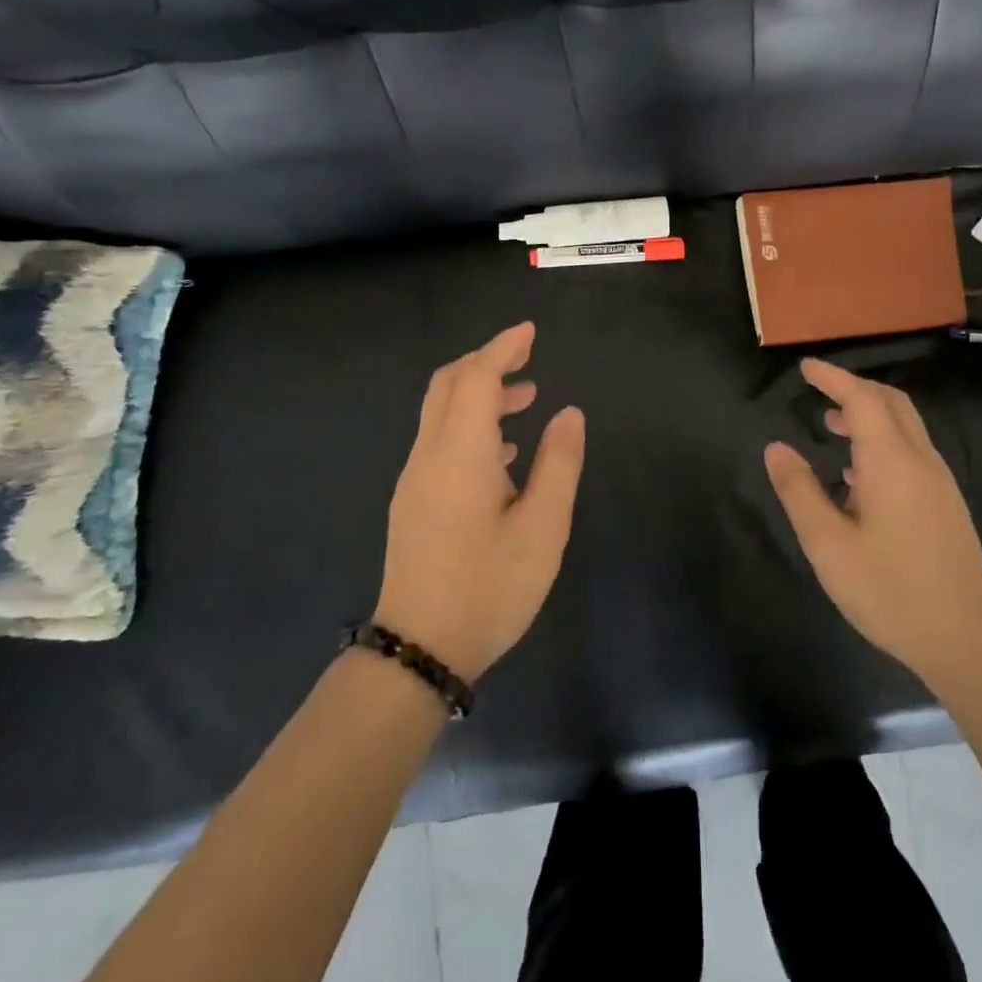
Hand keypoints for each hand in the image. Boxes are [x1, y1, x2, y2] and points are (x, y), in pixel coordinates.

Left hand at [376, 322, 584, 681]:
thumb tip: (569, 413)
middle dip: (487, 361)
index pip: (477, 378)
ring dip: (480, 393)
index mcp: (460, 454)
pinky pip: (439, 439)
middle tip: (527, 357)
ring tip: (527, 400)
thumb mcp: (542, 528)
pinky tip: (503, 452)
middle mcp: (430, 455)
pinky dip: (470, 423)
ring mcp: (415, 479)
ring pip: (441, 411)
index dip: (503, 349)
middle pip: (449, 385)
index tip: (530, 332)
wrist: (419, 650)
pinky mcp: (413, 500)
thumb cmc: (489, 587)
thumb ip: (558, 464)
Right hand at [764, 358, 981, 683]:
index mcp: (891, 461)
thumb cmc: (890, 590)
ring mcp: (938, 483)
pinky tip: (858, 477)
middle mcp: (920, 460)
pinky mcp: (945, 505)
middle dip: (854, 388)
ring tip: (830, 429)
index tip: (805, 368)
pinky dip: (882, 441)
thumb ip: (799, 491)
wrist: (968, 640)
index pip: (862, 399)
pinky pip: (911, 452)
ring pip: (904, 427)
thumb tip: (776, 448)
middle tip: (818, 391)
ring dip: (868, 415)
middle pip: (891, 403)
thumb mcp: (828, 544)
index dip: (833, 378)